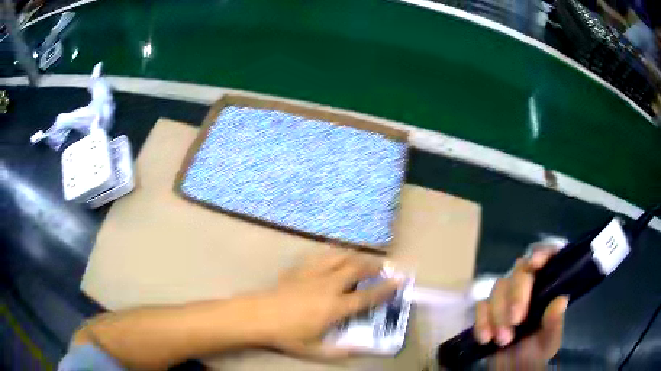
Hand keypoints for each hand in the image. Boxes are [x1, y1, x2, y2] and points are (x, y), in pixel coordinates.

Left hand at [253, 251, 399, 358]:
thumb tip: (362, 349)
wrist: (258, 316)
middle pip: (357, 269)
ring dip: (355, 256)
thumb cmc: (287, 335)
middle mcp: (329, 286)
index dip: (386, 288)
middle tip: (382, 267)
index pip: (367, 296)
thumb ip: (341, 351)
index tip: (398, 281)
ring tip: (362, 259)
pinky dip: (333, 254)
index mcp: (335, 307)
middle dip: (373, 266)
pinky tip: (334, 257)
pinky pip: (321, 256)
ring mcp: (314, 274)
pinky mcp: (300, 268)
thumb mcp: (315, 350)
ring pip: (340, 256)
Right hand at [474, 248, 568, 369]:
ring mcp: (506, 299)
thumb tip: (561, 300)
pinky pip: (480, 306)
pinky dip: (482, 321)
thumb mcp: (548, 342)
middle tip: (516, 321)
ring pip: (498, 289)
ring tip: (503, 340)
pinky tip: (486, 339)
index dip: (543, 254)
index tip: (535, 264)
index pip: (548, 260)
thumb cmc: (535, 354)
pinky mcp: (488, 311)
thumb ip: (554, 323)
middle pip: (519, 273)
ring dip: (498, 314)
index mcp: (546, 289)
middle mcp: (527, 288)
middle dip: (516, 296)